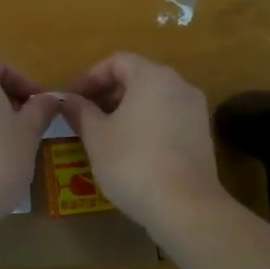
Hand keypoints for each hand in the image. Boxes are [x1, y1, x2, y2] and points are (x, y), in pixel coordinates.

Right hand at [61, 52, 223, 232]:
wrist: (185, 206)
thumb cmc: (132, 162)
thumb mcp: (96, 136)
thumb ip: (80, 112)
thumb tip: (66, 100)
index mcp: (152, 76)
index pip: (117, 62)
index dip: (90, 78)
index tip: (73, 100)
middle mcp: (179, 84)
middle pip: (138, 77)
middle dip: (108, 94)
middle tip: (86, 117)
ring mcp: (195, 109)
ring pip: (154, 98)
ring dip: (127, 110)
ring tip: (106, 135)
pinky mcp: (203, 133)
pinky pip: (169, 116)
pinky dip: (148, 123)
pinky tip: (133, 150)